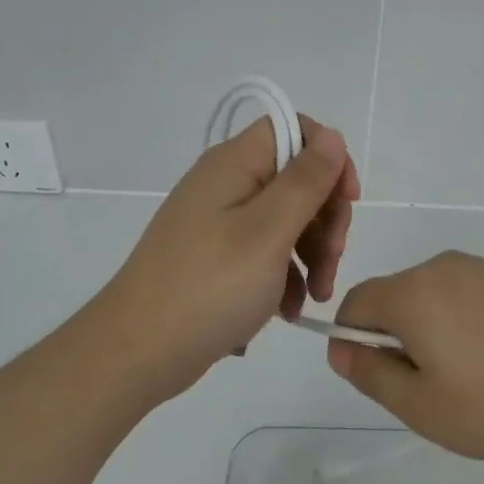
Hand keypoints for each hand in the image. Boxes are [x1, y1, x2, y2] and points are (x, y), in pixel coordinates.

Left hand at [99, 113, 358, 398]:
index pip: (295, 130)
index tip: (348, 199)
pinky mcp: (217, 254)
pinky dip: (285, 274)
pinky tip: (290, 310)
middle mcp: (227, 182)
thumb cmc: (208, 287)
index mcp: (235, 163)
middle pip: (296, 177)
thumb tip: (333, 136)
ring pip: (286, 217)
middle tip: (331, 262)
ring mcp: (220, 219)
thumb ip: (305, 181)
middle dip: (325, 218)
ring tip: (316, 296)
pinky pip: (265, 249)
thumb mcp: (268, 232)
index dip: (329, 158)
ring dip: (312, 252)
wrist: (135, 353)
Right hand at [324, 251, 483, 460]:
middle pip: (393, 296)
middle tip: (428, 387)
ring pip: (429, 296)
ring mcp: (478, 268)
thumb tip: (339, 348)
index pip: (355, 303)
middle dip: (395, 337)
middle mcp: (440, 267)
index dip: (353, 340)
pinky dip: (461, 321)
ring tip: (467, 377)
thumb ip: (370, 373)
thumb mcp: (421, 406)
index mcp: (412, 292)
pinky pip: (463, 294)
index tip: (379, 378)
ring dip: (429, 330)